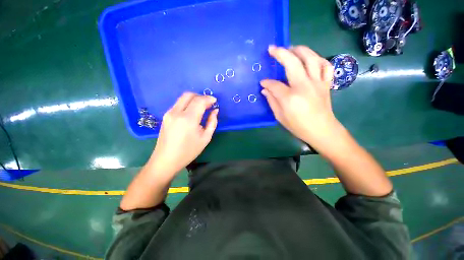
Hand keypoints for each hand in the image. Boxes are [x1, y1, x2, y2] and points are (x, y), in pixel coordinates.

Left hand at [149, 92, 218, 174]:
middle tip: (208, 104)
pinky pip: (178, 104)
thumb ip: (212, 122)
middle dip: (201, 96)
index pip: (199, 101)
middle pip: (189, 95)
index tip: (215, 101)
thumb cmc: (188, 151)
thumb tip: (215, 111)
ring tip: (202, 107)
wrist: (166, 160)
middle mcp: (176, 112)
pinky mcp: (166, 116)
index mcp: (188, 119)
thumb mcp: (205, 138)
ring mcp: (169, 113)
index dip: (208, 99)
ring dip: (194, 99)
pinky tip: (192, 112)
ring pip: (183, 98)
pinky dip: (188, 104)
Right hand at [261, 45, 339, 148]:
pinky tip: (311, 59)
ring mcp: (317, 83)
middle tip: (272, 48)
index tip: (262, 82)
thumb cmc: (298, 126)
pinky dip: (318, 59)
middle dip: (280, 53)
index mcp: (290, 98)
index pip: (275, 85)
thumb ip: (272, 101)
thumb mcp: (280, 116)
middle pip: (292, 63)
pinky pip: (325, 65)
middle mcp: (304, 86)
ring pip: (311, 58)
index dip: (267, 82)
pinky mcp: (326, 83)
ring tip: (291, 48)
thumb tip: (265, 89)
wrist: (322, 130)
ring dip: (300, 50)